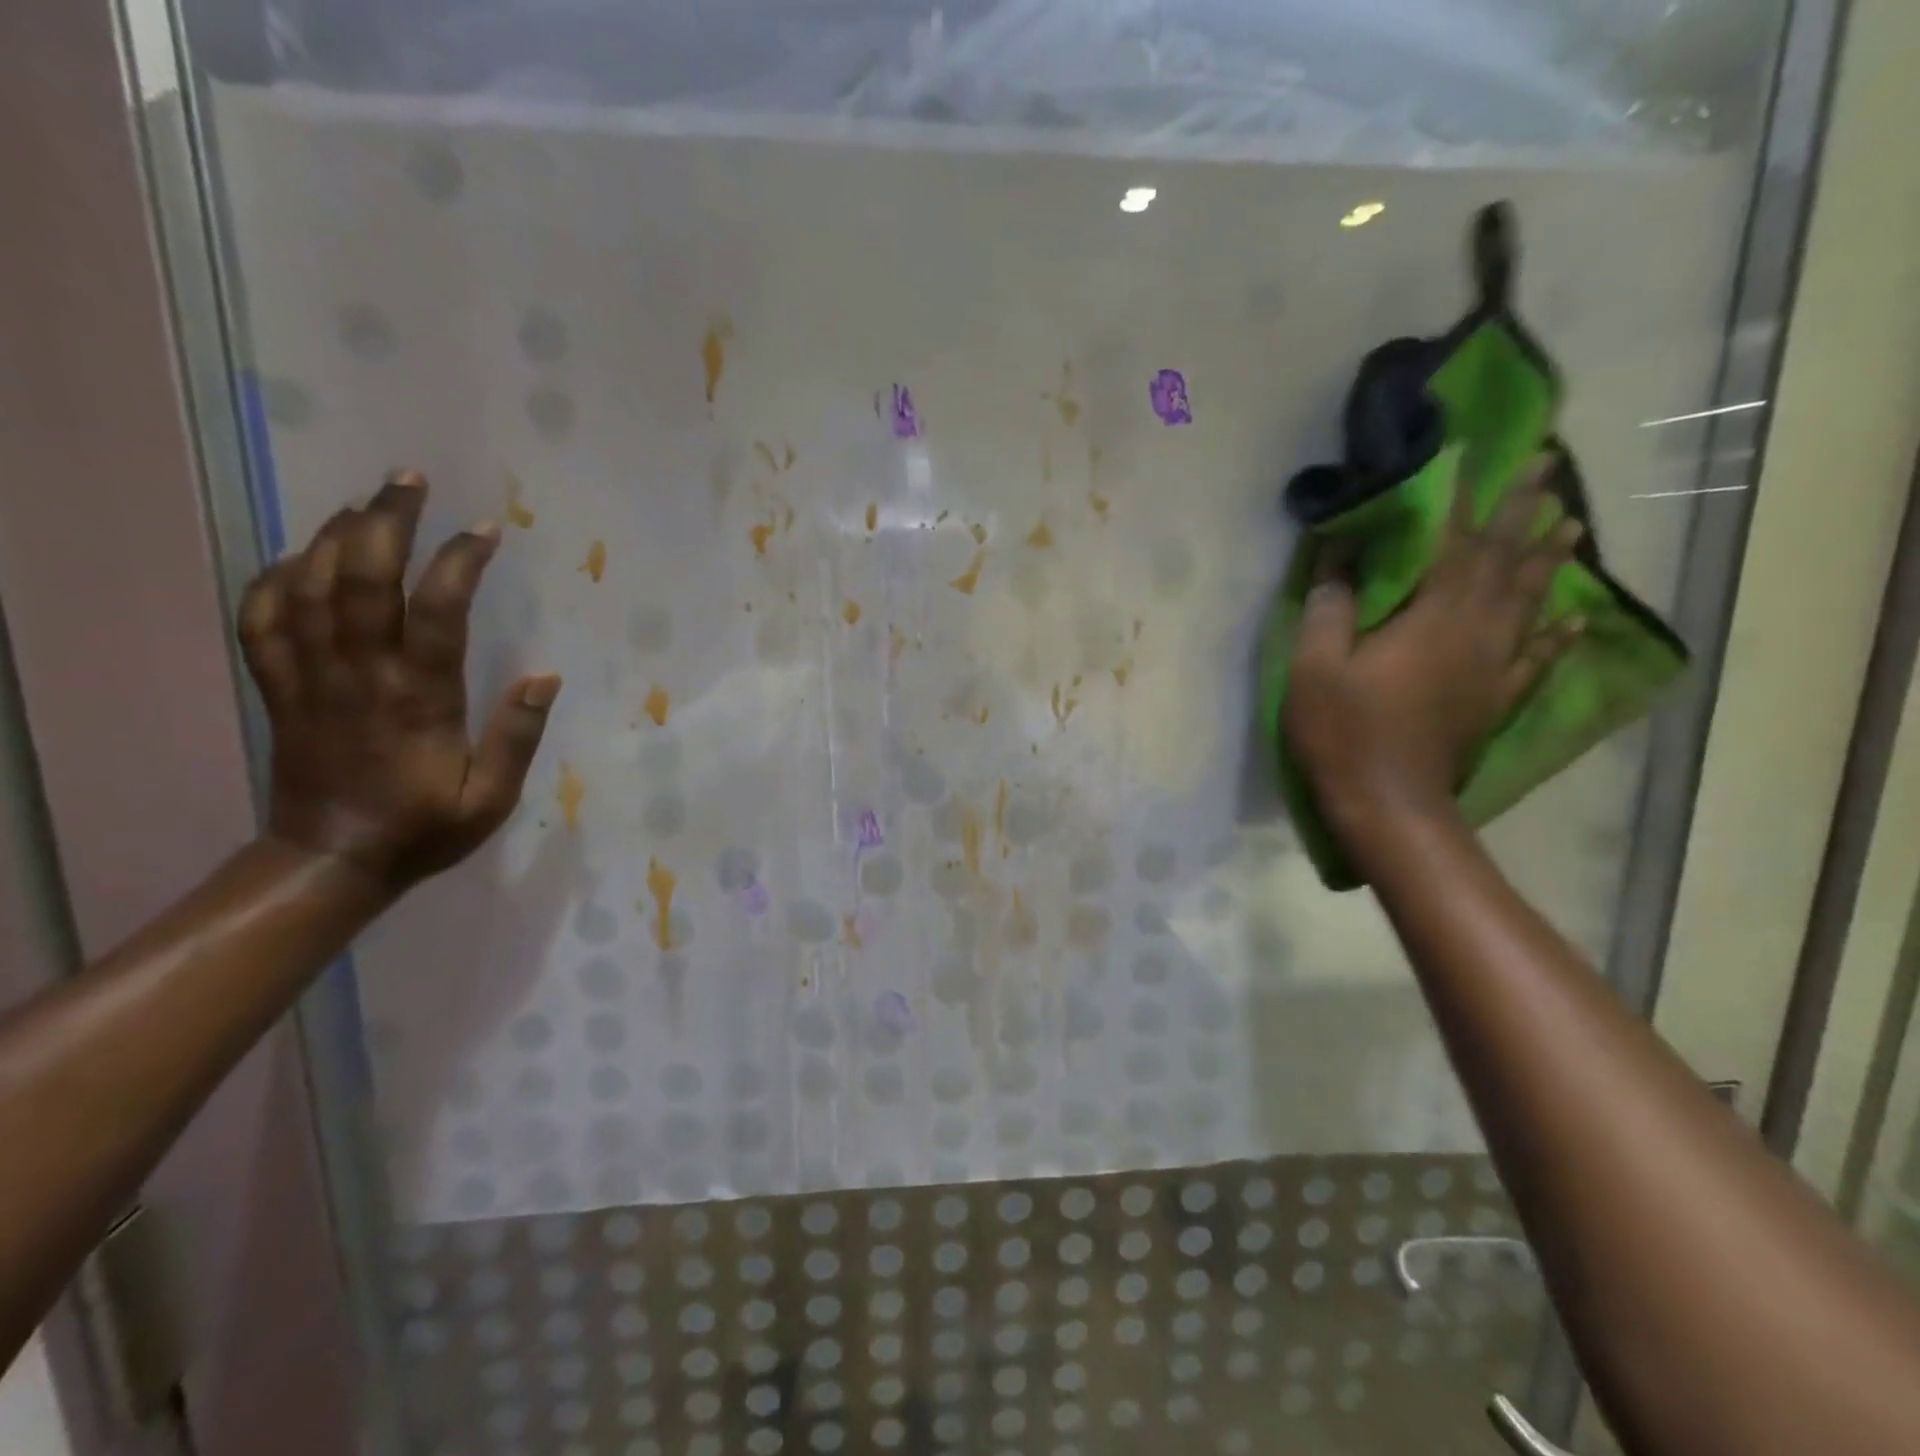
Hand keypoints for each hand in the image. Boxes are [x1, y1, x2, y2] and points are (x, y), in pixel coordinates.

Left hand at [237, 470, 560, 893]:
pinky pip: (262, 621)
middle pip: (360, 579)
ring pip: (308, 588)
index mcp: (417, 699)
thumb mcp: (491, 798)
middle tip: (411, 480)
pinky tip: (298, 557)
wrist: (331, 861)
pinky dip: (274, 580)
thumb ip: (517, 736)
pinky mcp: (280, 689)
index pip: (436, 612)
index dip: (459, 562)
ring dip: (333, 536)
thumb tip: (546, 676)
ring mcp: (310, 678)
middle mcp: (359, 675)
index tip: (486, 530)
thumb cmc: (423, 828)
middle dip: (385, 521)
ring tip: (365, 503)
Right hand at [1284, 457, 1584, 840]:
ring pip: (1529, 601)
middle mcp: (1474, 632)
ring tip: (1571, 523)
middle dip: (1524, 511)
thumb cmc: (1344, 732)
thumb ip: (1330, 608)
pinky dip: (1557, 633)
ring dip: (1549, 559)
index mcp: (1431, 618)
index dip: (1466, 498)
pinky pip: (1536, 657)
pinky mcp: (1495, 700)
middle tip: (1549, 467)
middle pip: (1504, 562)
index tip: (1483, 454)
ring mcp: (1492, 668)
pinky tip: (1575, 616)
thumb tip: (1339, 555)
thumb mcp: (1315, 667)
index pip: (1454, 544)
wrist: (1388, 804)